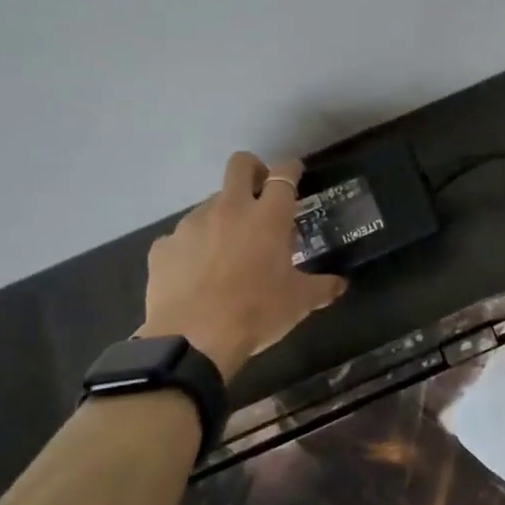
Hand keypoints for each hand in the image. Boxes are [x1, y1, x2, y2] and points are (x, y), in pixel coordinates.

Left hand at [136, 152, 345, 378]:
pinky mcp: (164, 246)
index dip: (291, 169)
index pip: (283, 175)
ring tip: (228, 251)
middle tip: (260, 193)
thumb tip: (340, 285)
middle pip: (240, 164)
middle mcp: (230, 209)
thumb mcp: (299, 303)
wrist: (192, 340)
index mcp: (268, 217)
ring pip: (210, 203)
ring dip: (223, 217)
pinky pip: (183, 238)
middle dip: (253, 169)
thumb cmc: (256, 313)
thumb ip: (322, 288)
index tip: (295, 173)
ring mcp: (192, 224)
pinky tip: (197, 275)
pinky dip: (193, 248)